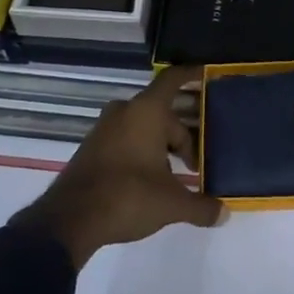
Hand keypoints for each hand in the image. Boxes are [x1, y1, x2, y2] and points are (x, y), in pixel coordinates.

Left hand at [15, 65, 222, 269]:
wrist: (70, 220)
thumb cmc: (128, 197)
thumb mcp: (171, 204)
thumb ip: (201, 206)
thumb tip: (224, 214)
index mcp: (147, 111)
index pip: (173, 80)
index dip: (191, 74)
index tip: (206, 73)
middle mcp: (125, 111)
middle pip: (163, 112)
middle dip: (182, 135)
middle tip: (197, 162)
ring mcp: (105, 128)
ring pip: (143, 127)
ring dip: (161, 146)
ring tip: (176, 175)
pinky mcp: (92, 147)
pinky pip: (126, 139)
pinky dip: (141, 151)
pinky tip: (149, 180)